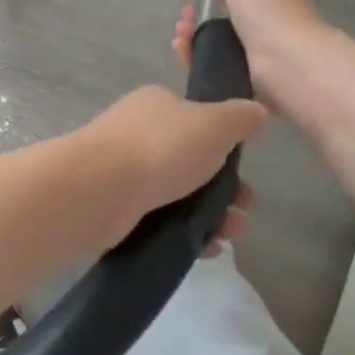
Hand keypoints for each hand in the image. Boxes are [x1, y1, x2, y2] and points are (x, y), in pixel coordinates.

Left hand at [74, 87, 265, 252]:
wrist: (98, 190)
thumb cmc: (160, 149)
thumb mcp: (214, 124)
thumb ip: (241, 117)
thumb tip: (257, 112)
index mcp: (157, 105)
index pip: (197, 121)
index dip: (225, 147)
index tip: (245, 171)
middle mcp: (137, 133)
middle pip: (192, 161)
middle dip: (226, 189)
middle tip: (244, 211)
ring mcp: (123, 171)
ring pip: (178, 193)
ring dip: (211, 214)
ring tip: (230, 236)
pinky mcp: (116, 206)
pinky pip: (159, 219)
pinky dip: (185, 232)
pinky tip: (205, 248)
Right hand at [174, 0, 337, 121]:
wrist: (285, 61)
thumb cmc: (267, 9)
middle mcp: (267, 15)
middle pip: (224, 11)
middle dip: (199, 11)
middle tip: (187, 15)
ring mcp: (257, 46)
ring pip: (215, 38)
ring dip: (192, 34)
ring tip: (181, 35)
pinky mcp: (245, 72)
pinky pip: (213, 62)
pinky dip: (194, 56)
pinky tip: (182, 50)